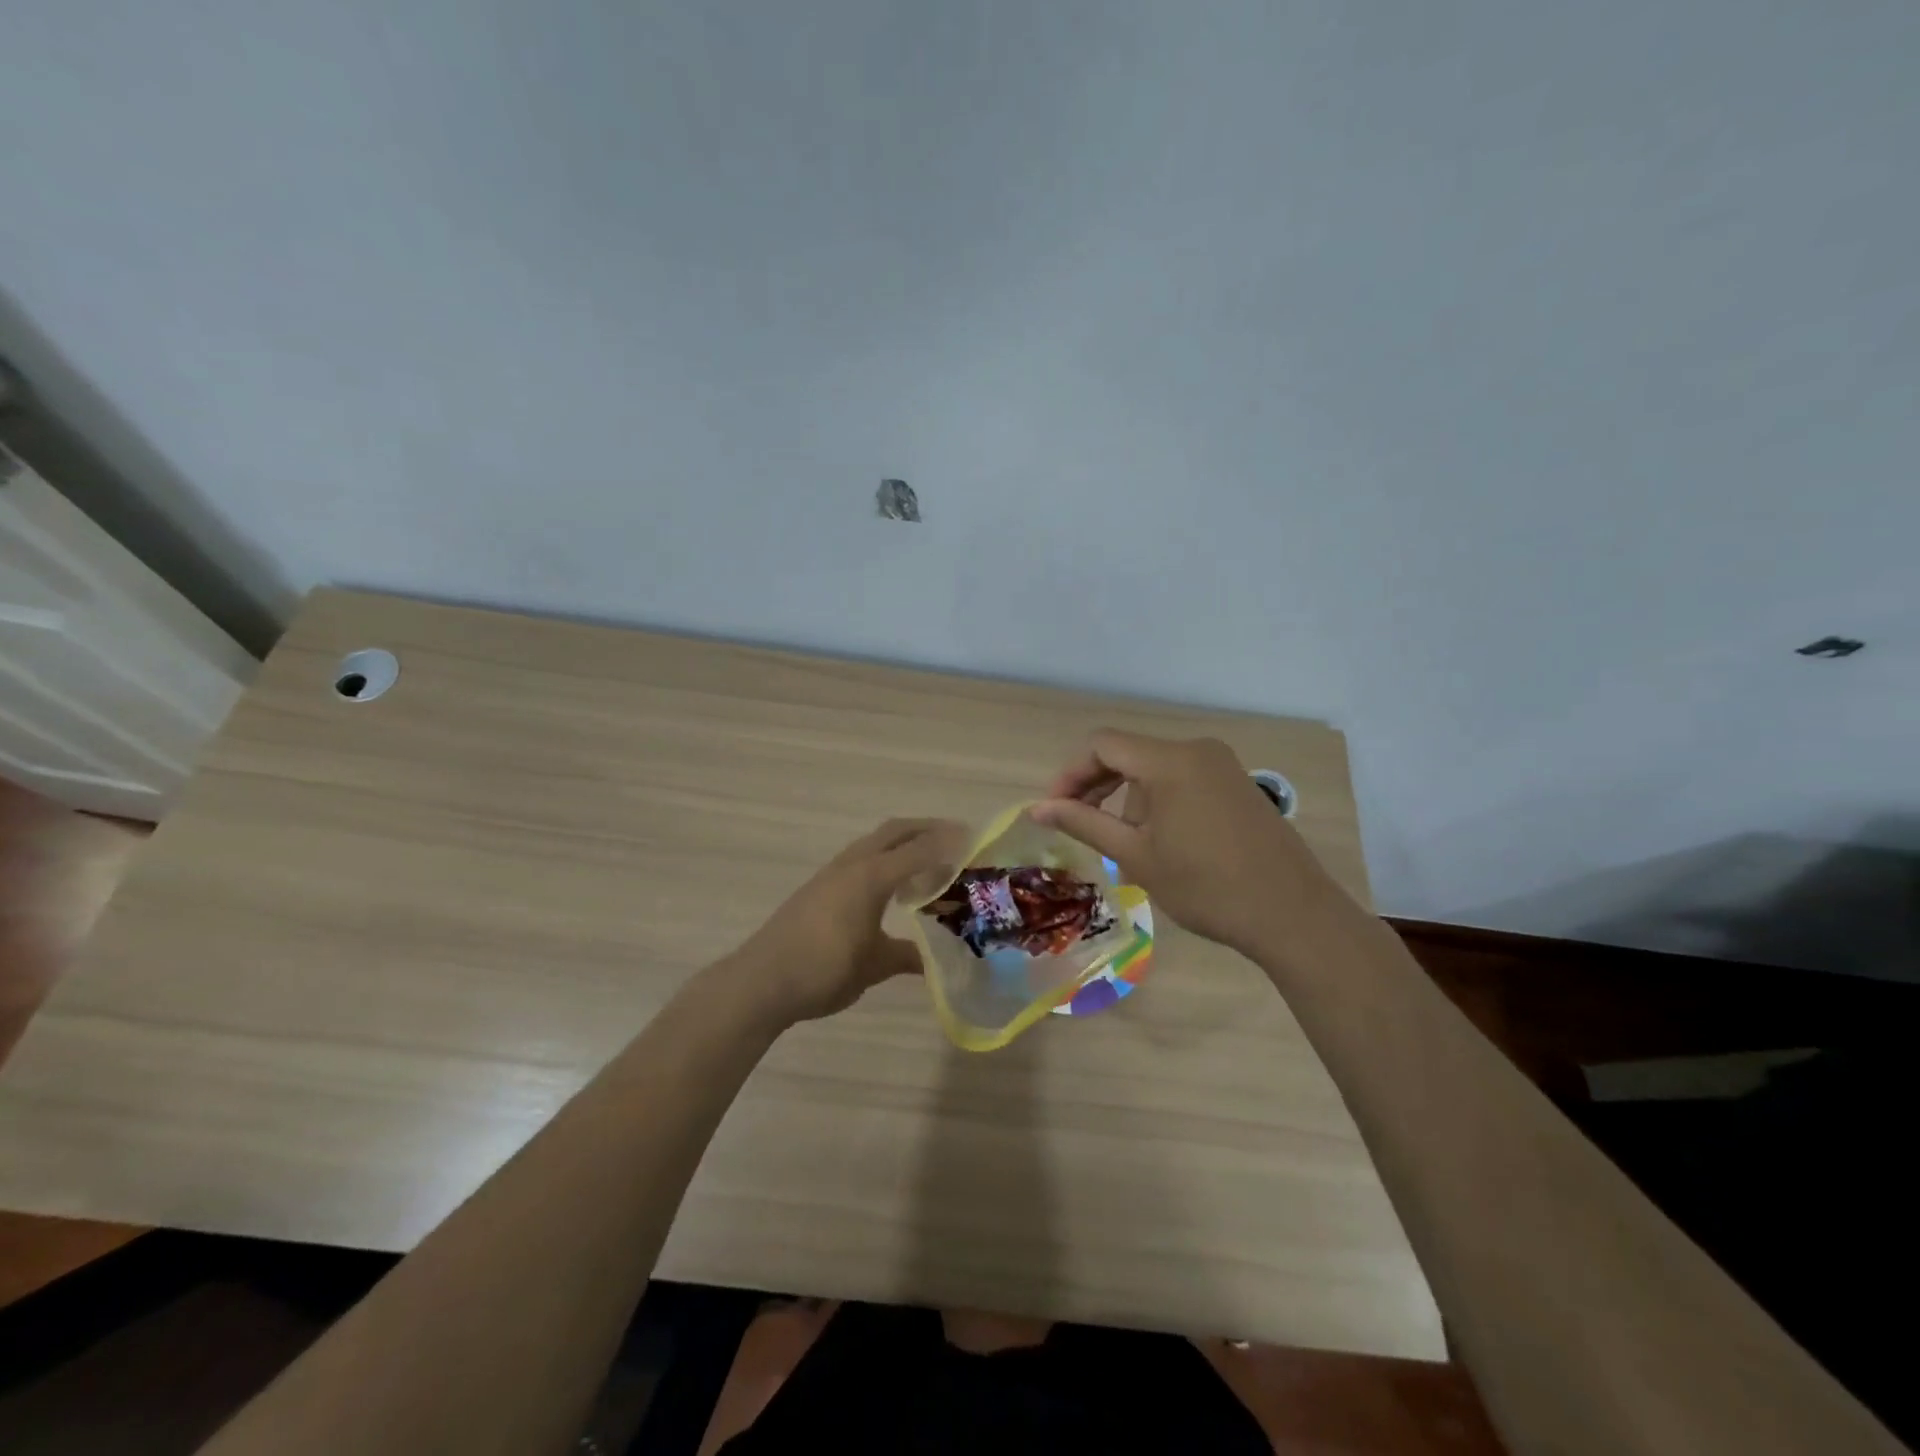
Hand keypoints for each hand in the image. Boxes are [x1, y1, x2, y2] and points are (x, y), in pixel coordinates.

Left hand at [728, 818, 966, 1024]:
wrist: (762, 981)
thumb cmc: (824, 970)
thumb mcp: (873, 966)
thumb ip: (905, 956)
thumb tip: (933, 962)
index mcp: (871, 877)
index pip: (919, 850)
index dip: (949, 844)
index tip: (975, 842)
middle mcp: (853, 865)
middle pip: (895, 831)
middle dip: (927, 829)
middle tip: (957, 840)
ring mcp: (832, 873)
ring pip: (875, 842)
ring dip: (903, 843)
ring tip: (927, 863)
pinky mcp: (818, 886)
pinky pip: (860, 858)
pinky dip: (883, 859)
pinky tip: (889, 888)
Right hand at [1031, 731, 1359, 961]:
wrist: (1292, 914)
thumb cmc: (1206, 886)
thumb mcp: (1135, 855)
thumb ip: (1084, 823)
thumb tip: (1036, 808)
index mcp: (1169, 760)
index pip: (1101, 745)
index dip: (1070, 774)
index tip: (1055, 810)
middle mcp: (1196, 749)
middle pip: (1128, 753)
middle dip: (1096, 785)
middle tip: (1078, 824)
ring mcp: (1222, 765)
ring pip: (1154, 767)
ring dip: (1128, 797)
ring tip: (1124, 844)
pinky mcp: (1237, 784)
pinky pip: (1182, 778)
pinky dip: (1158, 800)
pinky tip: (1160, 839)